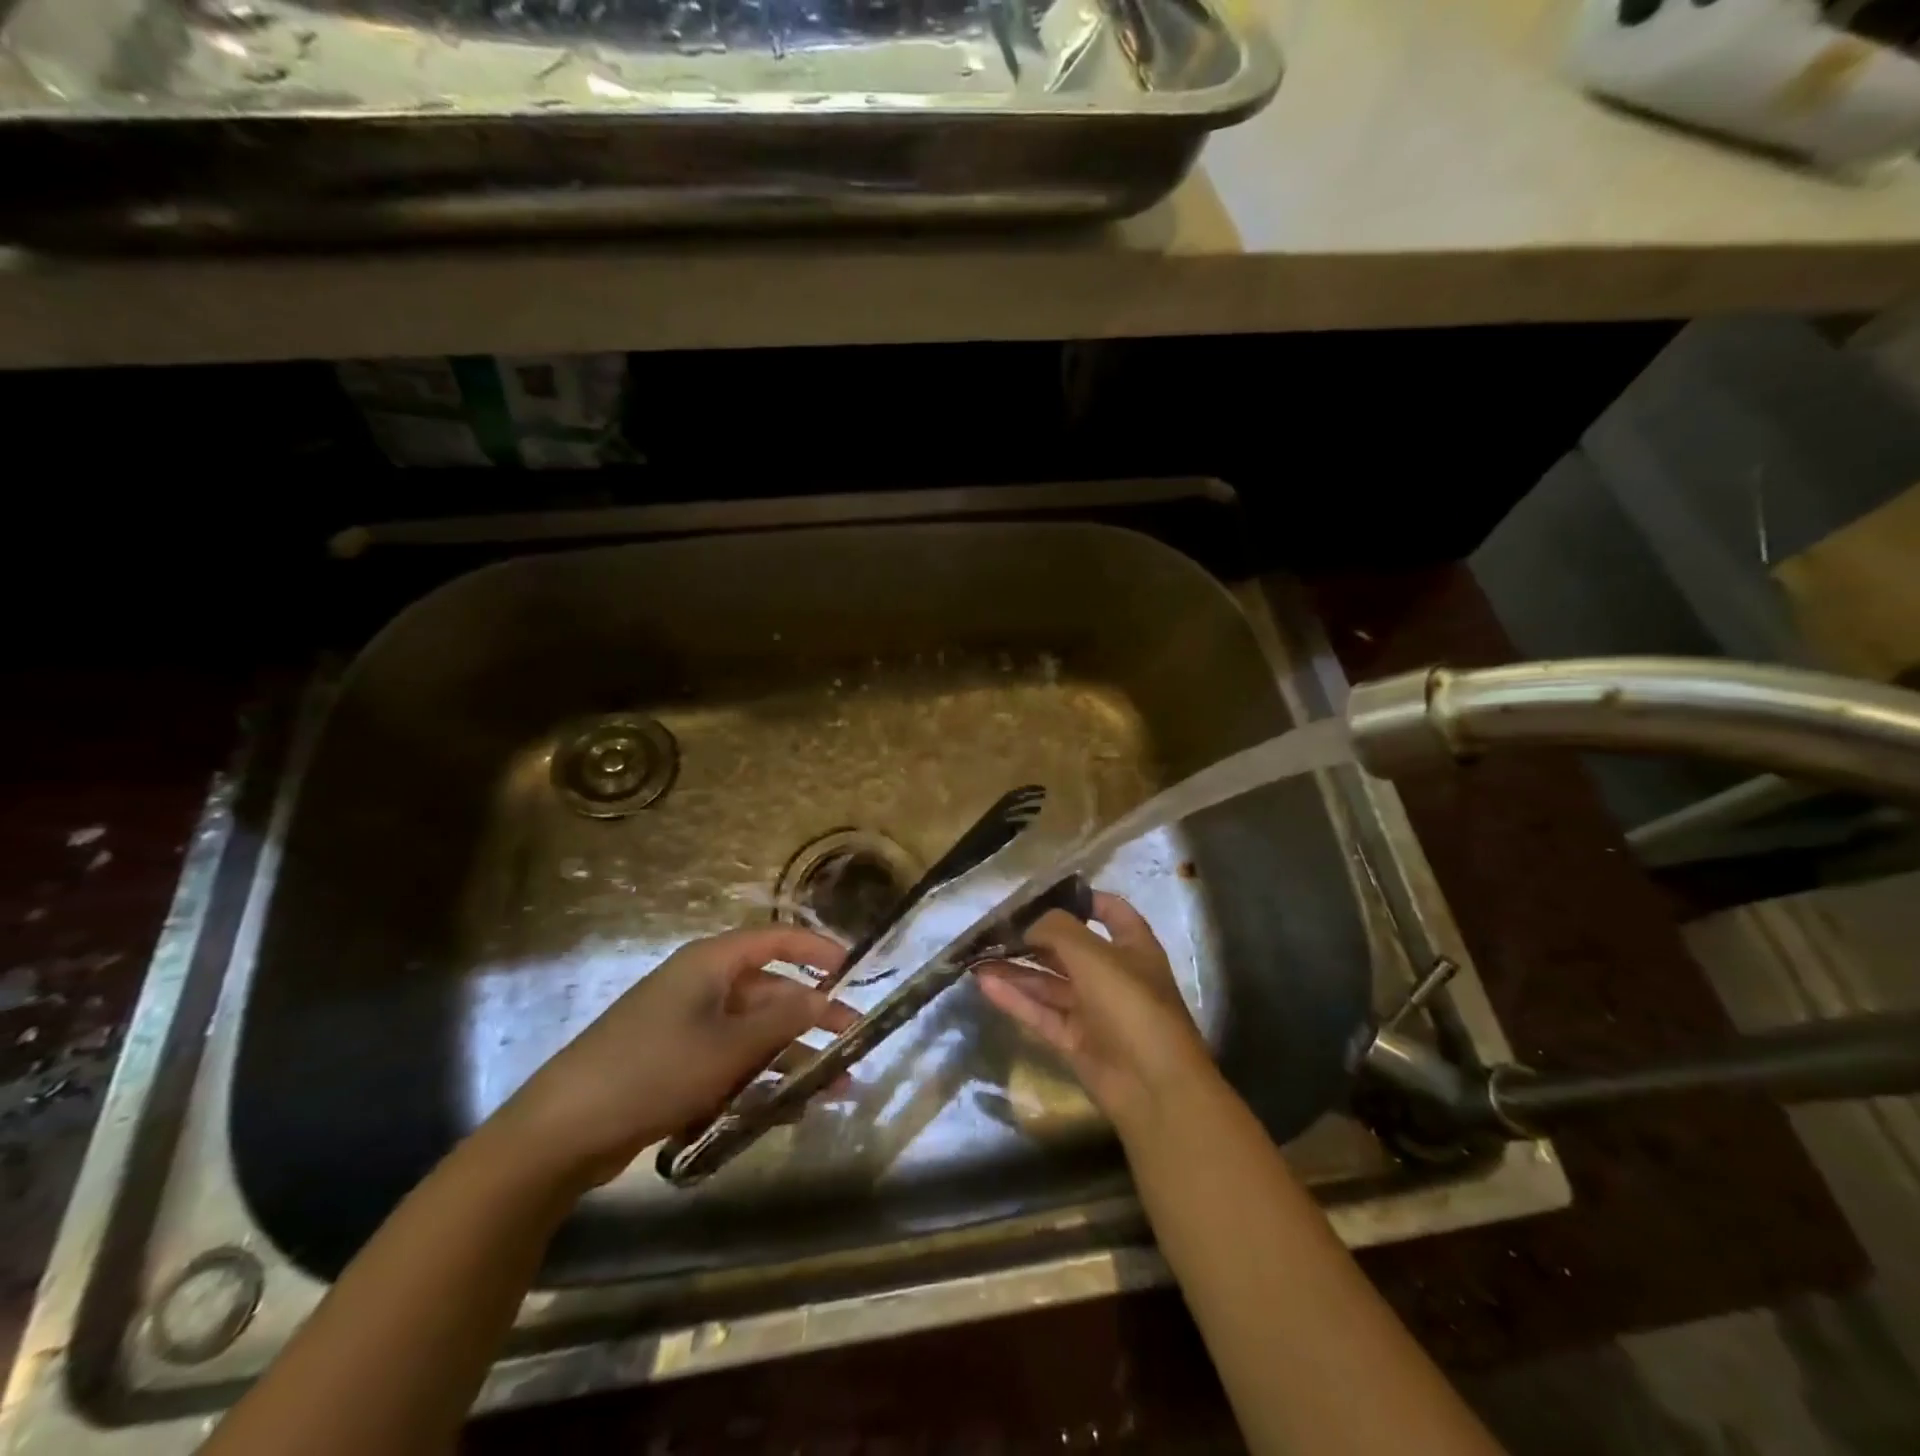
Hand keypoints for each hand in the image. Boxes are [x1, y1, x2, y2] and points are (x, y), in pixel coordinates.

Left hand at [494, 926, 853, 1188]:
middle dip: (812, 1016)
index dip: (818, 950)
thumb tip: (824, 998)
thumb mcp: (728, 1047)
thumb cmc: (654, 1070)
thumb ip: (783, 1021)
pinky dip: (759, 1079)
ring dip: (792, 1057)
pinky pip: (730, 1060)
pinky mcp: (676, 1062)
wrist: (562, 1131)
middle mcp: (702, 985)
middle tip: (853, 1041)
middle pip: (770, 991)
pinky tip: (786, 1109)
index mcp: (712, 963)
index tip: (854, 970)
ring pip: (754, 1032)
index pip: (778, 940)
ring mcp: (687, 1024)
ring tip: (832, 1089)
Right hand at [975, 892, 1216, 1134]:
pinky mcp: (1074, 1040)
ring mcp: (1093, 1009)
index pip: (1109, 911)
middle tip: (993, 927)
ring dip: (1016, 968)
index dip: (1081, 899)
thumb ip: (1057, 929)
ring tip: (977, 956)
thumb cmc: (1131, 1005)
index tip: (1042, 893)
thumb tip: (1028, 922)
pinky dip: (1015, 998)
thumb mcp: (1094, 956)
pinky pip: (1041, 1012)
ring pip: (1049, 982)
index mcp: (1133, 946)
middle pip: (1069, 948)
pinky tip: (984, 983)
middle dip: (1033, 936)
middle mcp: (1113, 974)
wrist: (1153, 1087)